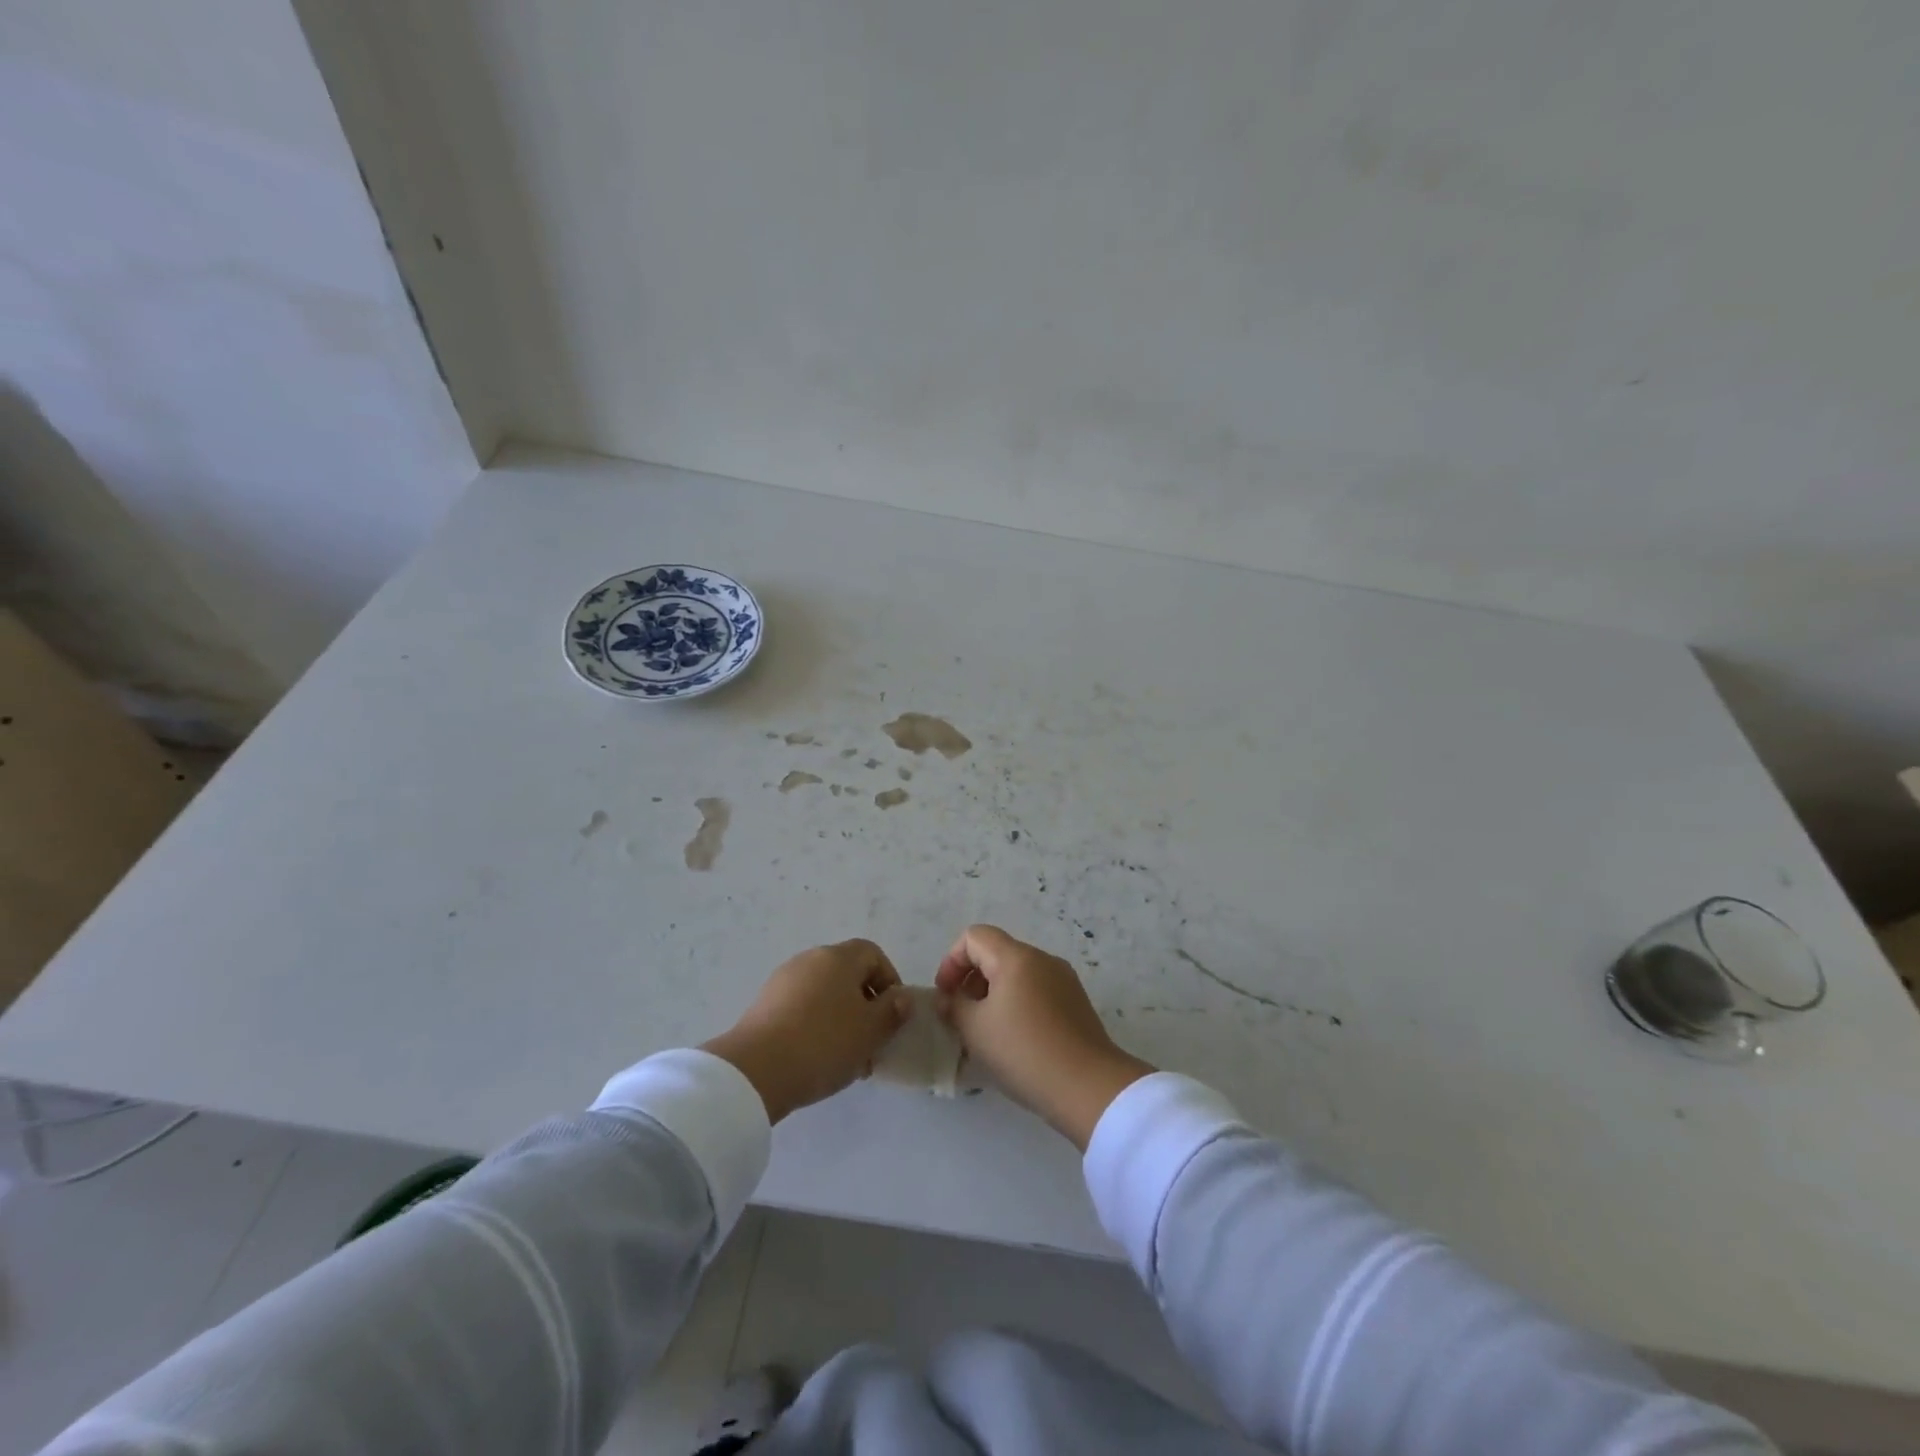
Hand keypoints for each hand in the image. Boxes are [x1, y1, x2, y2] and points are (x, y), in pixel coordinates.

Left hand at [702, 941, 912, 1122]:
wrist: (754, 1071)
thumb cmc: (823, 1043)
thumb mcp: (870, 1032)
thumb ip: (892, 1012)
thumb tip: (902, 997)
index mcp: (838, 957)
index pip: (873, 954)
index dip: (889, 980)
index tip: (893, 1014)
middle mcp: (810, 959)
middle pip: (847, 973)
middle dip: (864, 1003)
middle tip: (871, 1039)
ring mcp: (783, 980)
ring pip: (824, 993)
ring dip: (839, 1017)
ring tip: (846, 1055)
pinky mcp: (763, 1004)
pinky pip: (800, 1007)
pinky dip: (814, 1024)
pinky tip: (816, 1057)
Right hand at [934, 925, 1153, 1149]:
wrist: (1088, 1087)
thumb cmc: (1024, 1051)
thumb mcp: (976, 1030)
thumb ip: (954, 1006)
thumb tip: (948, 998)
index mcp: (1016, 957)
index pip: (974, 937)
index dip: (952, 961)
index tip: (946, 996)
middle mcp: (1042, 959)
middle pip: (997, 953)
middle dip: (971, 979)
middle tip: (961, 1016)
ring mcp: (1063, 980)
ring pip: (1017, 974)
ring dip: (993, 994)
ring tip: (985, 1032)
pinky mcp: (1076, 1003)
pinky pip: (1036, 991)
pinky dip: (1017, 1004)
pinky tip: (1014, 1040)